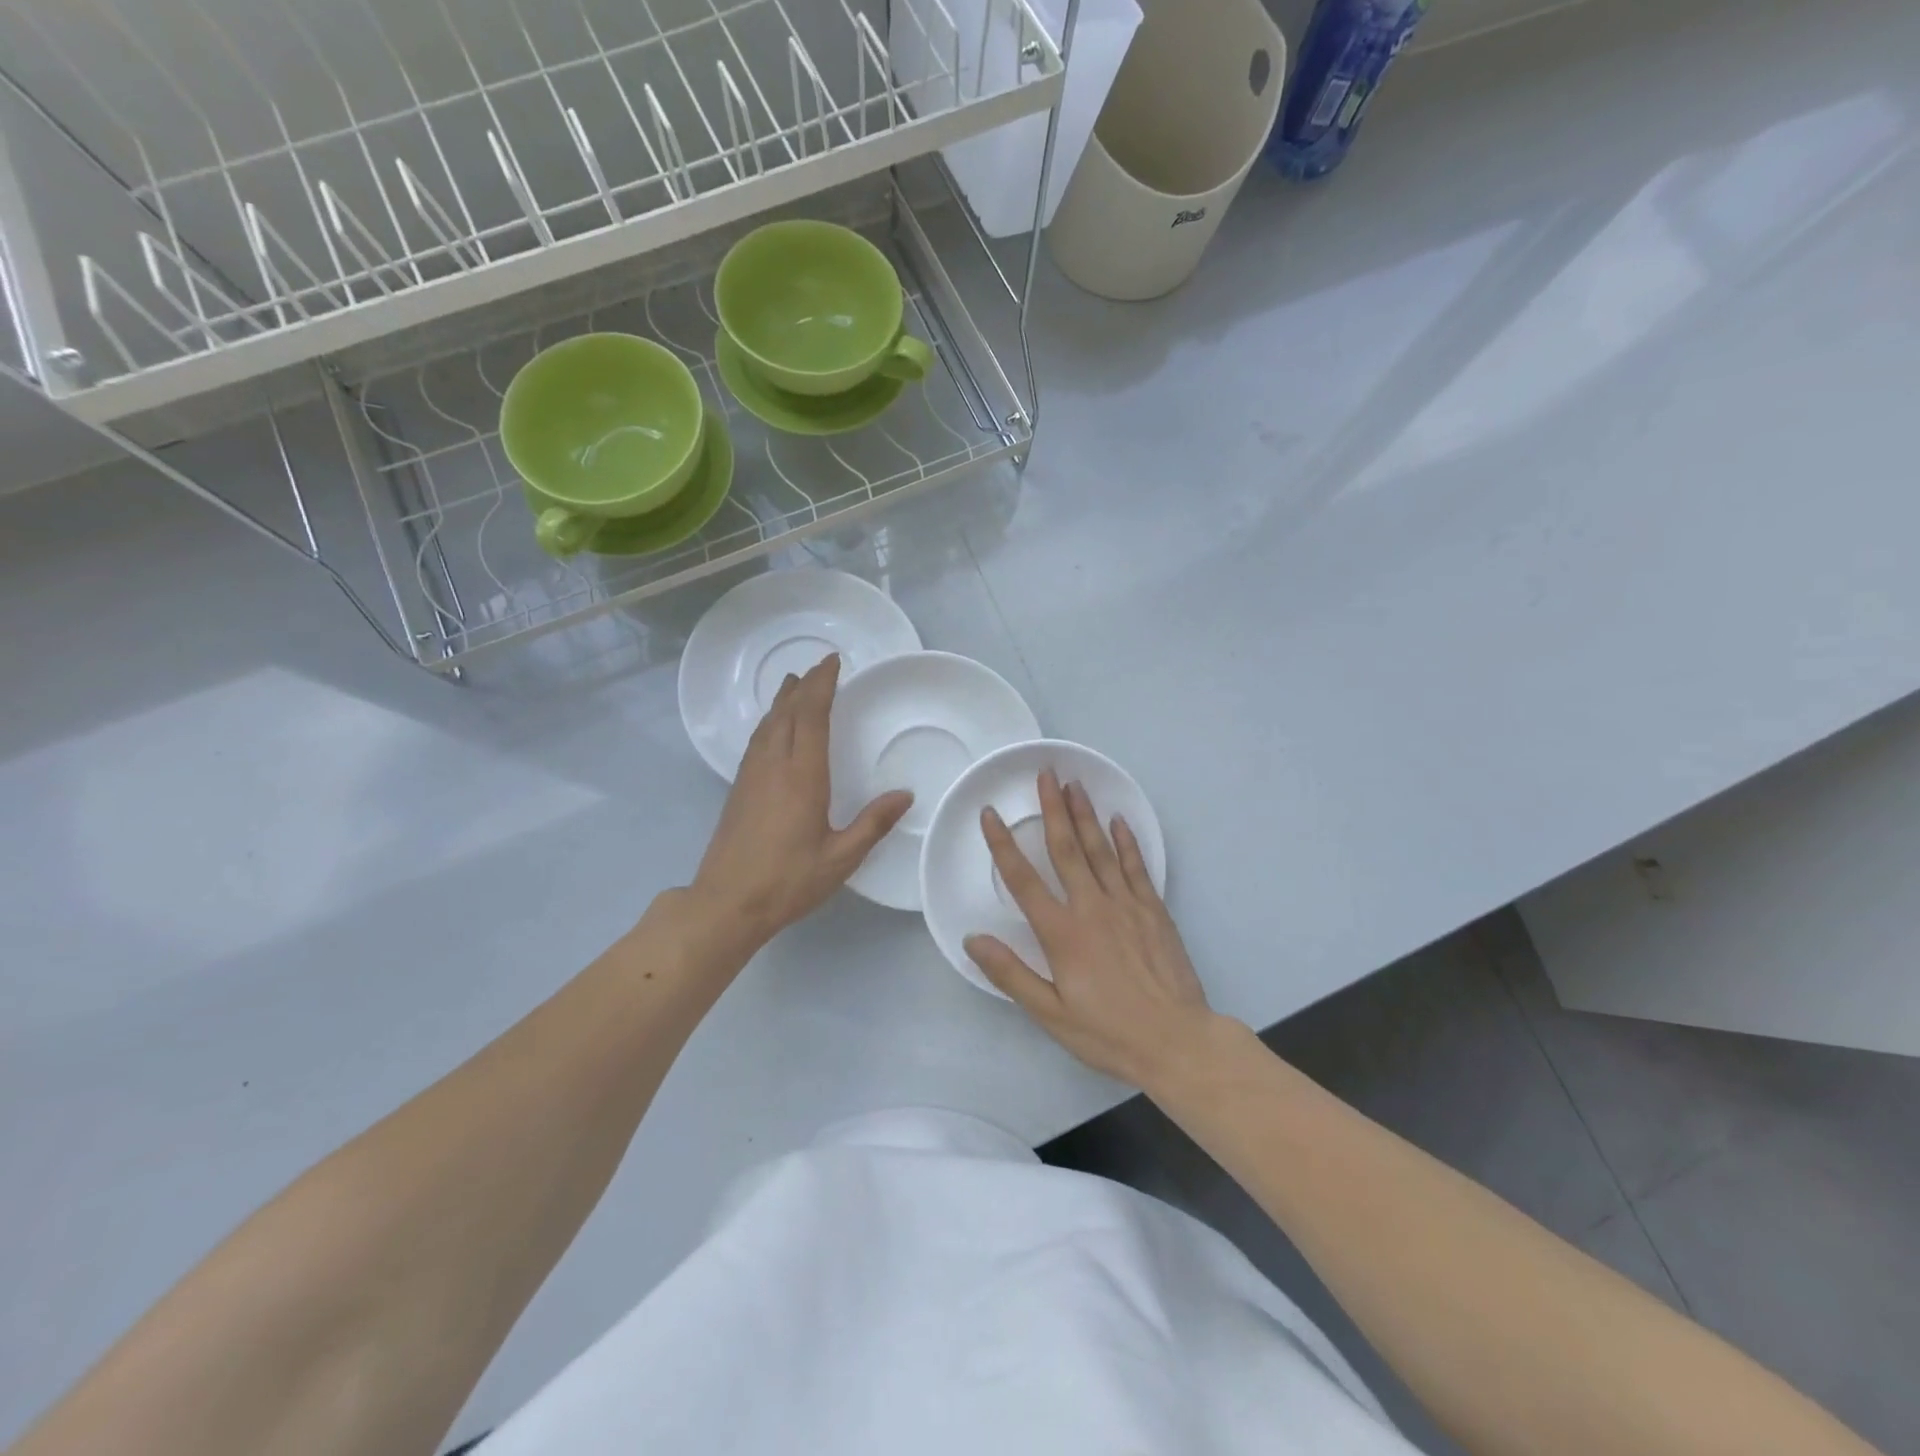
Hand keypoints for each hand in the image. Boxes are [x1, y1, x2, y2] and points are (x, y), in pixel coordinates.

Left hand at [688, 653, 911, 947]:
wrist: (727, 903)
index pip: (812, 717)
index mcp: (802, 776)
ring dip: (783, 700)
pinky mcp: (739, 789)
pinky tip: (773, 727)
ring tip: (794, 682)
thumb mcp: (840, 858)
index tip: (833, 662)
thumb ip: (873, 823)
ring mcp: (751, 776)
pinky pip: (757, 740)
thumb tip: (905, 794)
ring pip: (768, 724)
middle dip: (805, 685)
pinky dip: (770, 721)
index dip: (822, 686)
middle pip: (788, 713)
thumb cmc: (788, 881)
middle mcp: (774, 766)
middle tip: (820, 665)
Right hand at [965, 771, 1215, 1090]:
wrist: (1177, 1041)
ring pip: (1100, 849)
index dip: (1003, 844)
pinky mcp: (1153, 910)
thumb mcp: (1051, 1013)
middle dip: (1052, 809)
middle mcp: (1091, 907)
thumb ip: (1011, 974)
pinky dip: (1127, 841)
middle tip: (1045, 773)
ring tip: (1075, 784)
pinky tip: (1118, 820)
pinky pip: (1136, 866)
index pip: (1023, 879)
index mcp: (1061, 932)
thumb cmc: (1108, 1032)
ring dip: (1086, 814)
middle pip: (1066, 848)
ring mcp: (1126, 904)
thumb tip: (973, 939)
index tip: (990, 813)